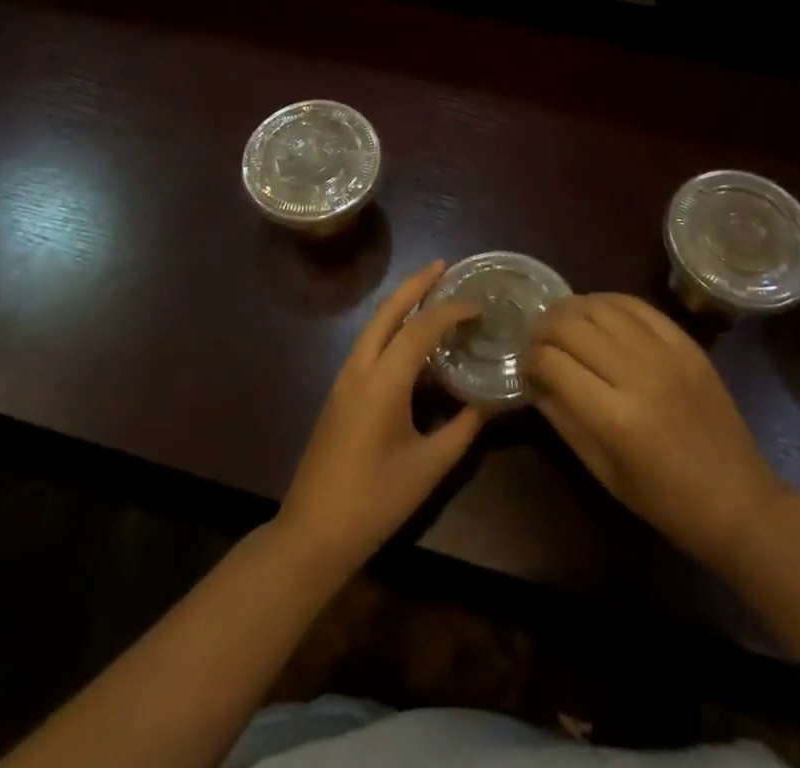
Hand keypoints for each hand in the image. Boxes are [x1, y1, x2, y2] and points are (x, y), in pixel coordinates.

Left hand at [276, 261, 483, 575]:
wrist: (312, 532)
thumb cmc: (375, 501)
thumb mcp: (428, 467)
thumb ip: (462, 429)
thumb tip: (487, 403)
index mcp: (383, 381)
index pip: (420, 328)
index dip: (451, 311)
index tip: (478, 305)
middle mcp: (360, 368)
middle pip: (387, 311)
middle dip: (415, 285)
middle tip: (443, 266)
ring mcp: (344, 379)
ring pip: (374, 326)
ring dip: (401, 304)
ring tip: (430, 294)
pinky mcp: (340, 393)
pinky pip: (369, 345)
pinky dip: (391, 329)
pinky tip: (411, 341)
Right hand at [527, 294, 791, 577]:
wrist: (739, 500)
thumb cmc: (665, 501)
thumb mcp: (603, 472)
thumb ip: (563, 419)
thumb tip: (535, 379)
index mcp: (615, 418)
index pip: (552, 363)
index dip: (530, 360)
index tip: (527, 368)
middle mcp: (638, 375)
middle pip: (571, 327)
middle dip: (542, 329)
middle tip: (536, 340)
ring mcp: (665, 354)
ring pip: (600, 307)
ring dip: (571, 309)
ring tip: (560, 322)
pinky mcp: (685, 343)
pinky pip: (637, 305)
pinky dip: (607, 301)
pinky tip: (595, 310)